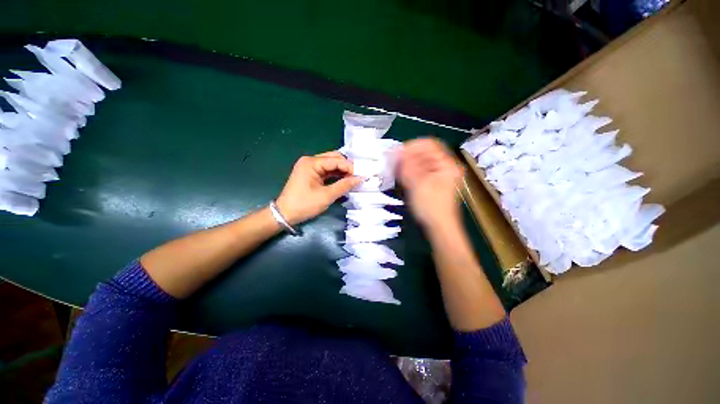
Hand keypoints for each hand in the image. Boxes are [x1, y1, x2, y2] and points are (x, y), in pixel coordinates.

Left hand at [276, 151, 361, 224]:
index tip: (362, 175)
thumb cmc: (304, 204)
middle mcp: (310, 161)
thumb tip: (360, 179)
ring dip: (342, 171)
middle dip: (347, 166)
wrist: (285, 214)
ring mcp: (309, 167)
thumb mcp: (326, 196)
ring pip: (331, 164)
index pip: (336, 160)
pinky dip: (336, 175)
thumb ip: (344, 186)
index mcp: (311, 163)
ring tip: (354, 178)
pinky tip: (345, 180)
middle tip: (358, 176)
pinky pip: (326, 171)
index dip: (350, 167)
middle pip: (333, 158)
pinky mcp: (310, 174)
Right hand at [398, 138, 464, 229]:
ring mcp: (439, 175)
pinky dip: (409, 172)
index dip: (411, 146)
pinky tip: (401, 176)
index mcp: (446, 164)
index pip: (428, 144)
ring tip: (395, 169)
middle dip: (407, 156)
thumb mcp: (417, 184)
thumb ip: (407, 166)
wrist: (439, 227)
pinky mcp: (432, 182)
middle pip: (424, 153)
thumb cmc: (431, 206)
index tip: (396, 153)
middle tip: (393, 162)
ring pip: (421, 162)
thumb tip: (396, 151)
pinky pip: (420, 171)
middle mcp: (444, 166)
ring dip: (407, 164)